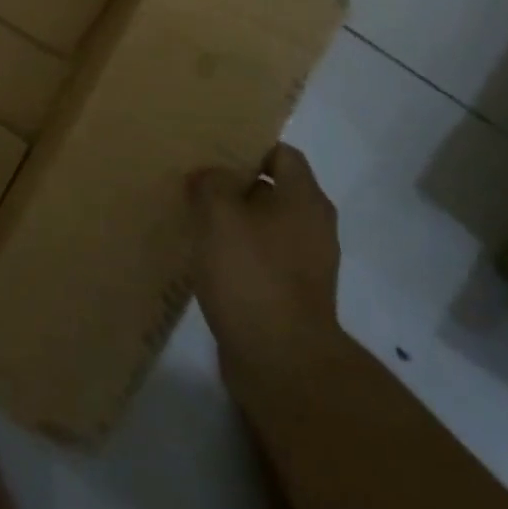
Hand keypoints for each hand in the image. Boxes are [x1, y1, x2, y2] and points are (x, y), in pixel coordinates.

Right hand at [191, 143, 344, 406]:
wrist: (281, 361)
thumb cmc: (252, 275)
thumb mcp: (220, 215)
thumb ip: (212, 183)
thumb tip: (210, 175)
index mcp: (305, 199)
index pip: (282, 154)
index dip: (248, 146)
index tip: (212, 148)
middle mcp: (313, 226)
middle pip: (272, 190)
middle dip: (235, 184)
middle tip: (195, 180)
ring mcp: (305, 264)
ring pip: (264, 226)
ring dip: (233, 221)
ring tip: (194, 218)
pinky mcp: (290, 295)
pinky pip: (261, 259)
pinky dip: (237, 254)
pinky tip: (206, 258)